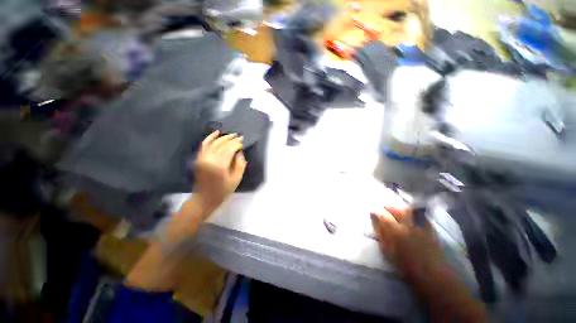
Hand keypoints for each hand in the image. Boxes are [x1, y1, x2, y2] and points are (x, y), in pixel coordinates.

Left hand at [194, 131, 246, 213]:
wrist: (205, 198)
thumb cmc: (222, 191)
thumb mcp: (236, 179)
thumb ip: (240, 165)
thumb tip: (240, 153)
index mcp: (220, 165)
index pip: (230, 149)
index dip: (237, 144)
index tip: (243, 142)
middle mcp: (210, 158)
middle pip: (222, 144)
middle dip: (232, 139)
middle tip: (239, 136)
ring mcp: (203, 157)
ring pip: (214, 142)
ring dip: (223, 137)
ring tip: (231, 134)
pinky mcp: (199, 158)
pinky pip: (204, 145)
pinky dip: (210, 137)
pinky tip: (216, 132)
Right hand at [372, 200, 487, 321]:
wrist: (434, 276)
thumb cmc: (407, 266)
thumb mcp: (388, 251)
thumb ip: (381, 234)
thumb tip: (375, 221)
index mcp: (397, 232)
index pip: (384, 217)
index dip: (376, 213)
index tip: (371, 211)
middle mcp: (409, 225)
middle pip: (398, 209)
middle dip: (390, 206)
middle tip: (384, 206)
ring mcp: (421, 227)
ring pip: (411, 211)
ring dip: (402, 208)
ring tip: (397, 209)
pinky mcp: (431, 230)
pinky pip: (421, 216)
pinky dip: (415, 213)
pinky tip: (412, 215)